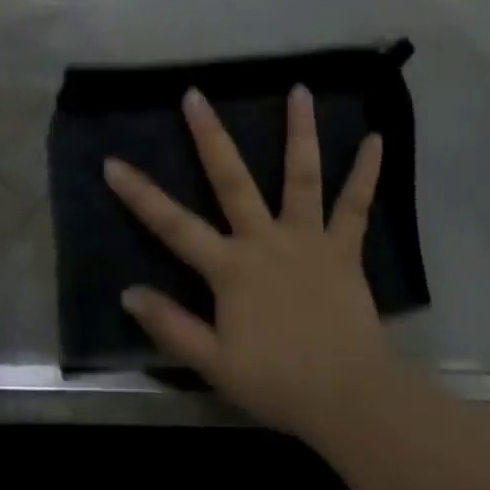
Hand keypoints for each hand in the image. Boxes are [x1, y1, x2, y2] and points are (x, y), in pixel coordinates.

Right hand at [104, 86, 393, 443]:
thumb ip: (171, 326)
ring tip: (299, 89)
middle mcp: (265, 239)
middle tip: (194, 94)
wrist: (349, 400)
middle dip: (210, 136)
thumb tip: (129, 292)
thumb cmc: (278, 382)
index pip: (174, 225)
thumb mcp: (214, 364)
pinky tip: (376, 139)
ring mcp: (307, 239)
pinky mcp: (343, 249)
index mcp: (230, 267)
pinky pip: (355, 206)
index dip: (140, 195)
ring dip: (299, 132)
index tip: (113, 163)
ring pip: (300, 176)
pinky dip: (366, 172)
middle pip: (231, 180)